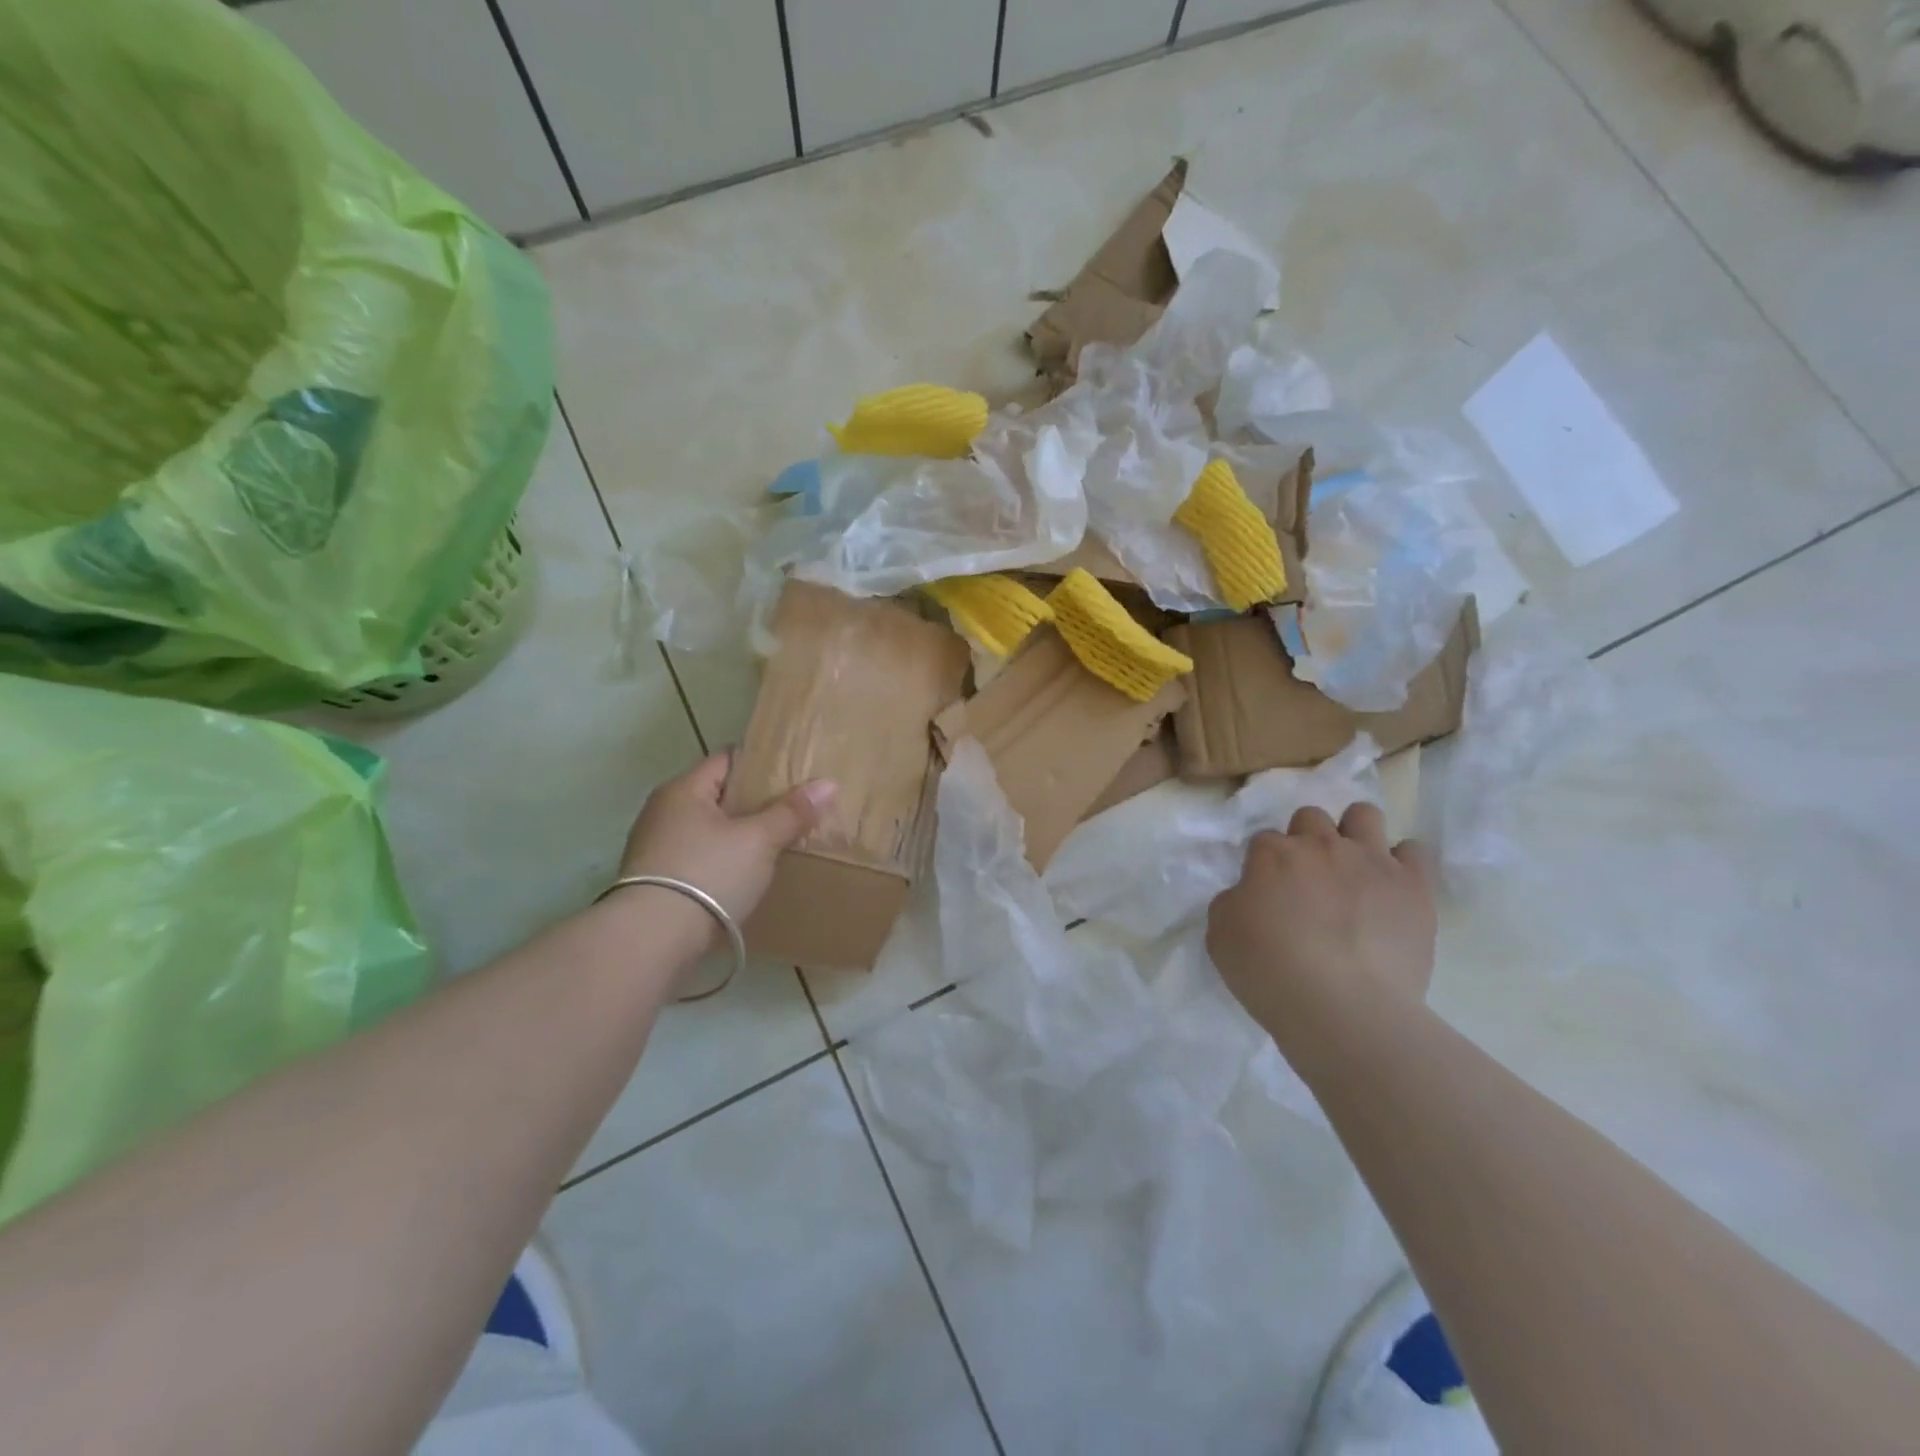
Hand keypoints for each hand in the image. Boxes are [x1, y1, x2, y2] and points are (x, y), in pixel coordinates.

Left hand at [618, 752, 836, 928]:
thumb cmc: (708, 874)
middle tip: (793, 810)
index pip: (728, 760)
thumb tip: (828, 784)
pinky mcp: (656, 882)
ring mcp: (655, 848)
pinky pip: (699, 859)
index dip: (762, 764)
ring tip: (776, 843)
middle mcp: (663, 812)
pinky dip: (723, 861)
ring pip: (709, 830)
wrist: (652, 940)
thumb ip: (791, 812)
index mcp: (683, 789)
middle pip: (718, 796)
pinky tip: (747, 875)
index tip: (794, 774)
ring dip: (738, 835)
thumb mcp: (759, 840)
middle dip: (754, 803)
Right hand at [1206, 802, 1435, 1038]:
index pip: (1264, 840)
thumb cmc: (1268, 970)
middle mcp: (1321, 845)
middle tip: (1308, 880)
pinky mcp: (1414, 886)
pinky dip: (1404, 863)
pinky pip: (1415, 851)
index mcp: (1272, 854)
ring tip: (1354, 870)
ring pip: (1364, 815)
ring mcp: (1372, 861)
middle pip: (1311, 817)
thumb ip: (1234, 901)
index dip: (1264, 866)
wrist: (1342, 1006)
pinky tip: (1393, 889)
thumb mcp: (1220, 934)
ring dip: (1355, 834)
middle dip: (1307, 840)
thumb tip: (1252, 895)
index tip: (1267, 893)